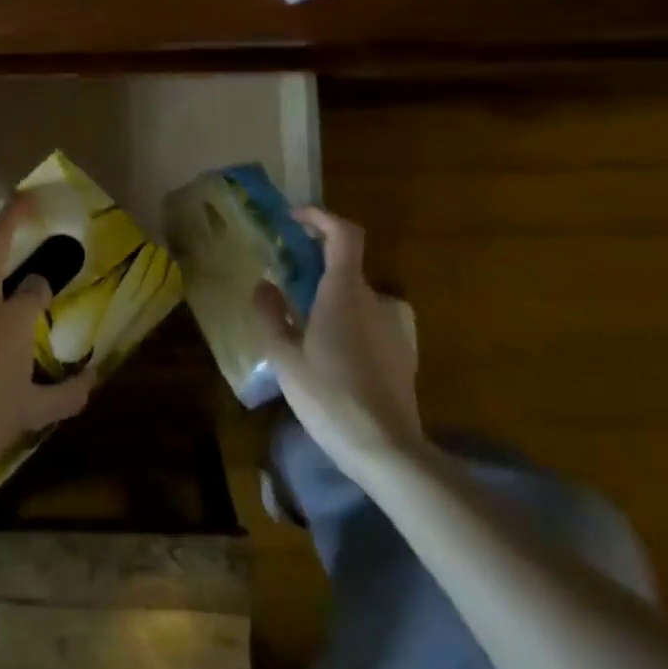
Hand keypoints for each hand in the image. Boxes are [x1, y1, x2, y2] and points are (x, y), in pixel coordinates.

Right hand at [254, 206, 422, 465]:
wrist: (388, 451)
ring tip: (305, 330)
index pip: (343, 234)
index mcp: (344, 293)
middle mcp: (374, 299)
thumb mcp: (285, 358)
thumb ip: (271, 315)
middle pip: (344, 266)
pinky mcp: (403, 351)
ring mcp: (393, 325)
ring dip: (330, 300)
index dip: (320, 217)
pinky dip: (348, 324)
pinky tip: (332, 358)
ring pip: (355, 297)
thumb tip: (264, 284)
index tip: (294, 219)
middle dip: (314, 268)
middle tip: (285, 286)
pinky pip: (369, 322)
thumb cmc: (330, 397)